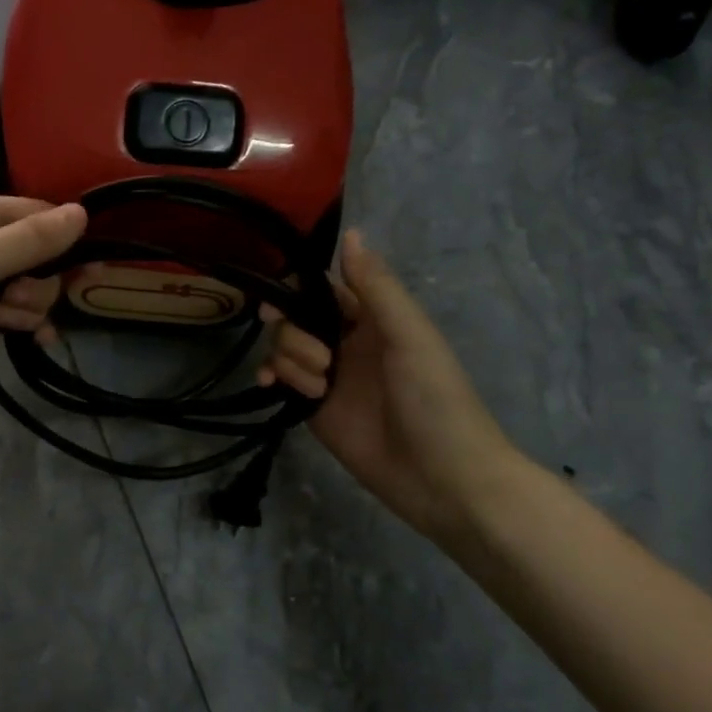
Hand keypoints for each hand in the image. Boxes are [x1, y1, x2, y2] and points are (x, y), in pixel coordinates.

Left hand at [0, 193, 86, 388]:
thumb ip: (31, 240)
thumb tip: (83, 212)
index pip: (41, 216)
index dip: (66, 243)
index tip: (87, 274)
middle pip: (37, 256)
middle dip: (38, 284)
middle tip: (15, 299)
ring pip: (24, 288)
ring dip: (26, 307)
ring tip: (3, 322)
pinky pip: (6, 310)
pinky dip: (19, 322)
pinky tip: (36, 341)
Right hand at [264, 231, 524, 540]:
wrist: (442, 479)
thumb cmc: (436, 400)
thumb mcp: (411, 336)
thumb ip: (376, 287)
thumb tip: (351, 233)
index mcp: (374, 318)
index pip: (324, 288)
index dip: (296, 288)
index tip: (278, 302)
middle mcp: (346, 341)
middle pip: (296, 317)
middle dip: (294, 331)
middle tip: (318, 357)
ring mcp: (327, 376)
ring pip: (284, 347)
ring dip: (290, 360)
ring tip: (320, 387)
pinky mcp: (313, 407)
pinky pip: (279, 379)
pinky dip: (269, 376)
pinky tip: (270, 385)